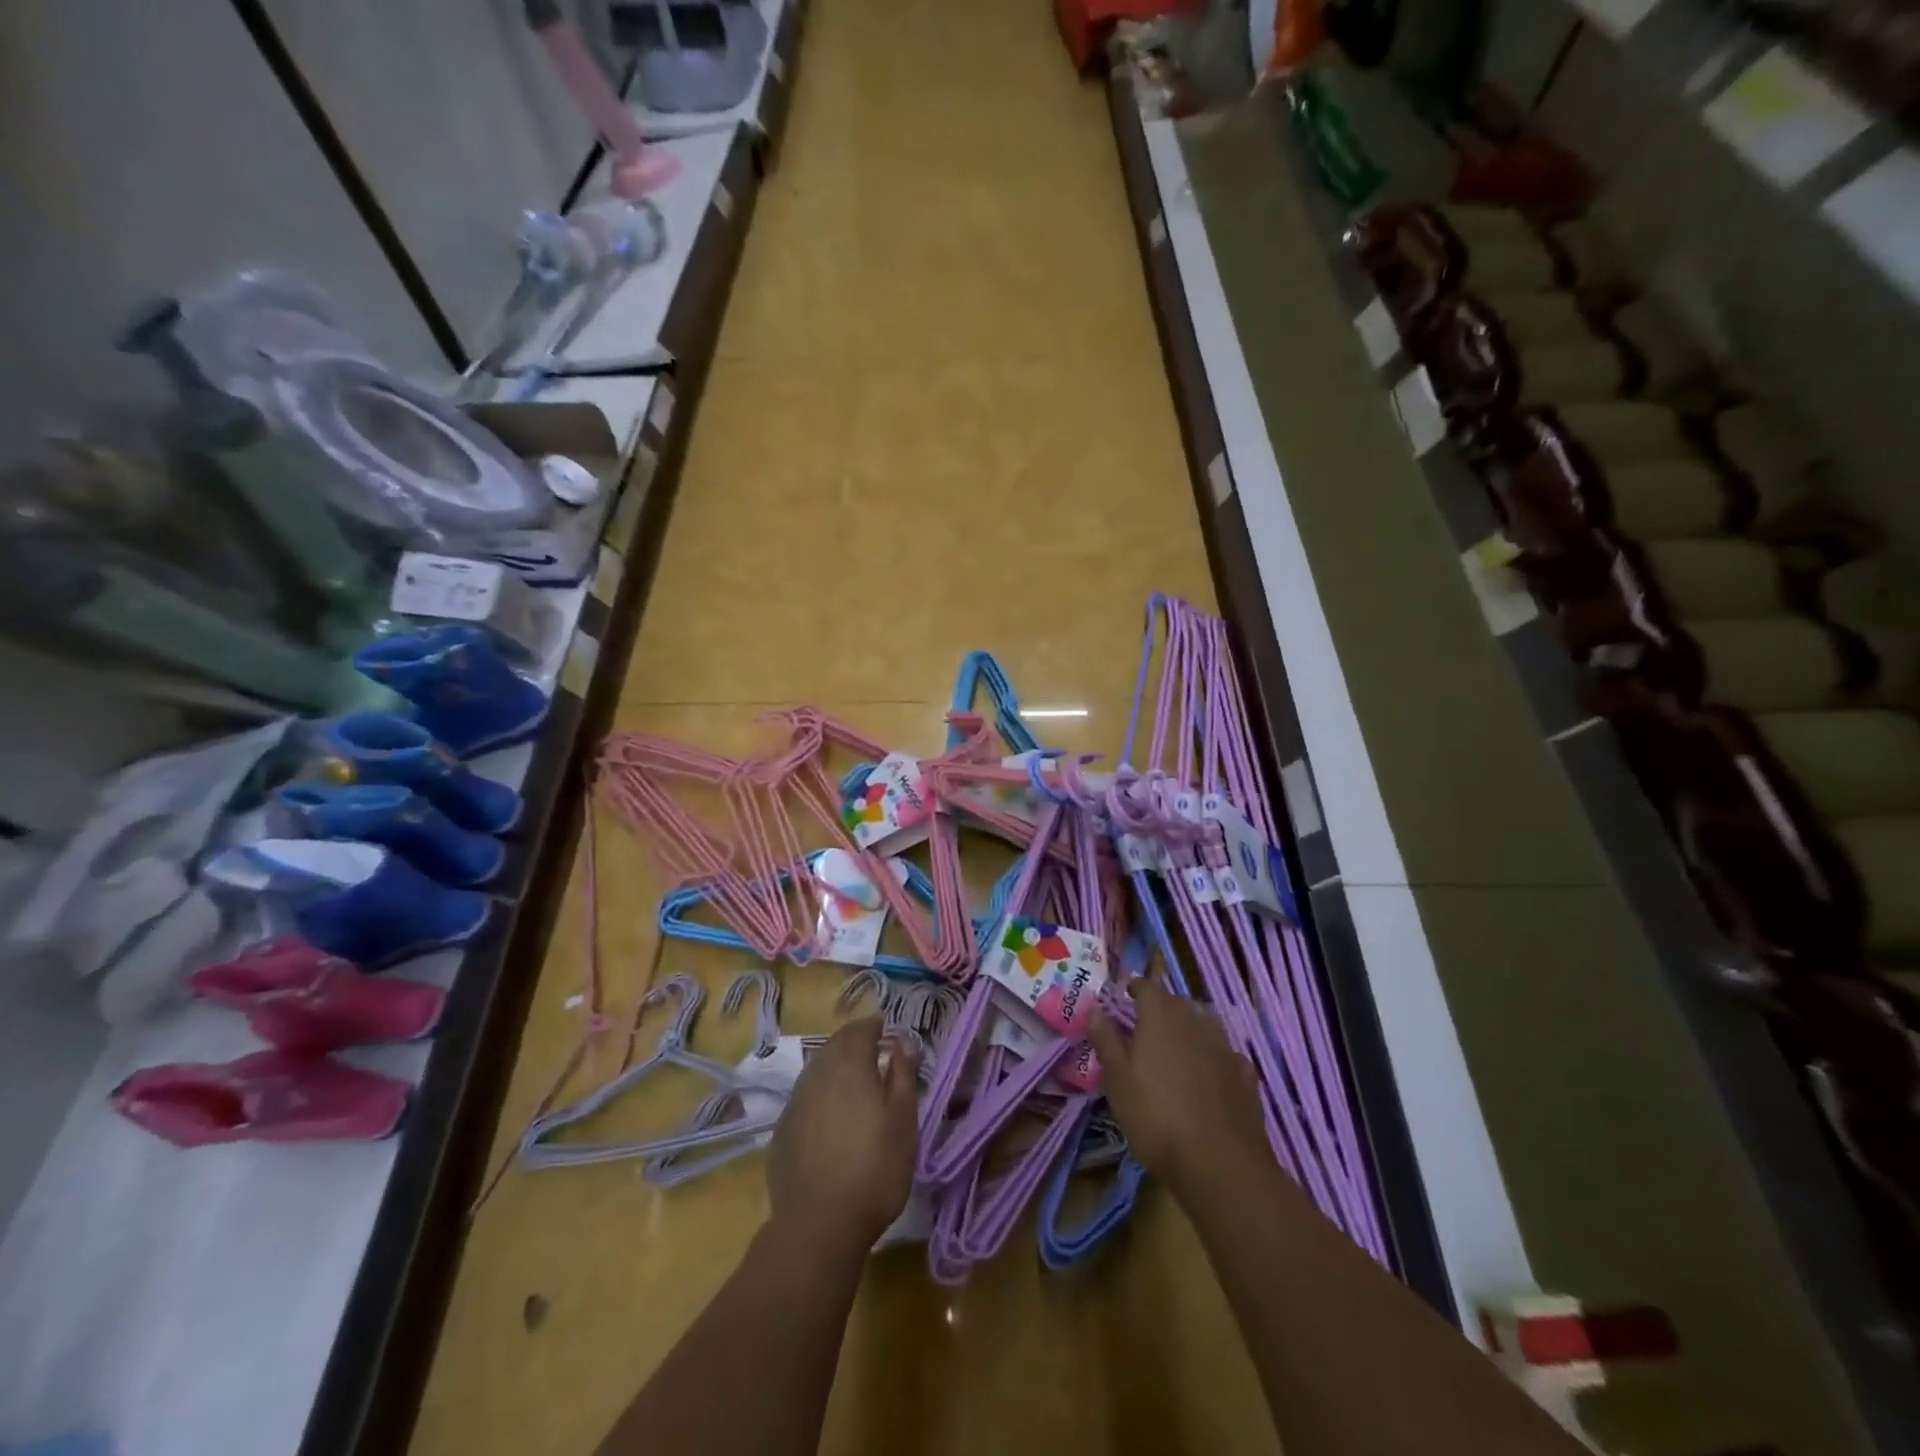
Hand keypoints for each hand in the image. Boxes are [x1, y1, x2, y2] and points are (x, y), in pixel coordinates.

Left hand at [767, 1017, 918, 1255]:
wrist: (820, 1223)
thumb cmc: (875, 1167)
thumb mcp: (904, 1120)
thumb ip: (903, 1075)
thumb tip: (902, 1043)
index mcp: (850, 1064)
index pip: (861, 1029)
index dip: (875, 1027)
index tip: (887, 1034)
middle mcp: (818, 1073)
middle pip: (836, 1044)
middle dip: (854, 1043)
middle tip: (873, 1055)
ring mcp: (796, 1101)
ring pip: (817, 1069)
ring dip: (835, 1067)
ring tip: (853, 1085)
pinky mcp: (782, 1129)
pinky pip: (805, 1098)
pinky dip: (820, 1095)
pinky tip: (830, 1118)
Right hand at [1089, 980, 1269, 1195]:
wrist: (1219, 1164)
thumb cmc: (1156, 1117)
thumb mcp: (1117, 1081)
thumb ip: (1106, 1040)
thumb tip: (1094, 1008)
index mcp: (1161, 1018)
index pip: (1148, 987)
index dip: (1135, 987)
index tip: (1126, 993)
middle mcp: (1195, 1022)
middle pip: (1178, 1002)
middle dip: (1162, 1007)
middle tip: (1146, 1024)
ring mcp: (1224, 1047)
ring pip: (1204, 1024)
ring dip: (1189, 1027)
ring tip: (1176, 1046)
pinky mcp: (1245, 1074)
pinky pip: (1225, 1053)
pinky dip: (1213, 1055)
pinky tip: (1209, 1074)